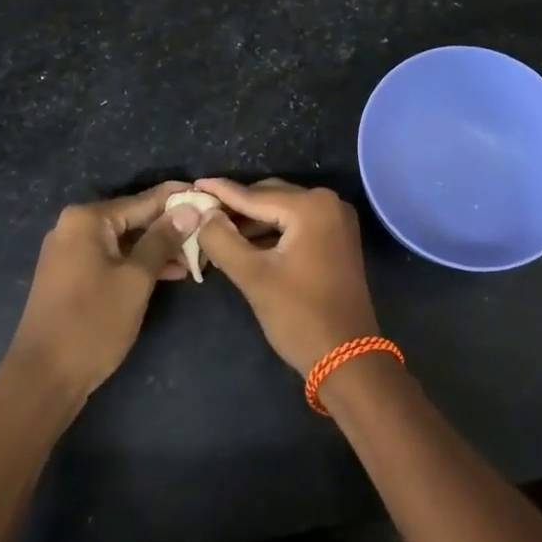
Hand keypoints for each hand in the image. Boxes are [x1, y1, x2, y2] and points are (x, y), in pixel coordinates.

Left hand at [3, 183, 201, 403]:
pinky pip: (114, 257)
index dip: (180, 200)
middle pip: (134, 218)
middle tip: (208, 233)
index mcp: (87, 219)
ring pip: (126, 240)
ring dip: (159, 248)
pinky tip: (171, 272)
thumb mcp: (137, 278)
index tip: (212, 199)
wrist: (44, 378)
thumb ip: (163, 239)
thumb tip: (190, 210)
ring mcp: (71, 252)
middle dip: (171, 227)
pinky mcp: (72, 275)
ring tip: (196, 257)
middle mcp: (75, 227)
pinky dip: (139, 263)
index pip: (145, 200)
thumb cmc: (93, 323)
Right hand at [191, 178, 379, 374]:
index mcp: (311, 207)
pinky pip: (298, 224)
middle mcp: (329, 203)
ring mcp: (337, 220)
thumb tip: (204, 214)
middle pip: (271, 197)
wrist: (347, 357)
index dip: (221, 192)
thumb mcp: (253, 277)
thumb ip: (223, 240)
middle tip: (201, 216)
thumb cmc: (299, 316)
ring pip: (283, 211)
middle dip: (237, 208)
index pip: (255, 195)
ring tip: (217, 233)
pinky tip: (246, 244)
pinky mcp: (338, 239)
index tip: (193, 184)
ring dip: (253, 221)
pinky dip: (273, 232)